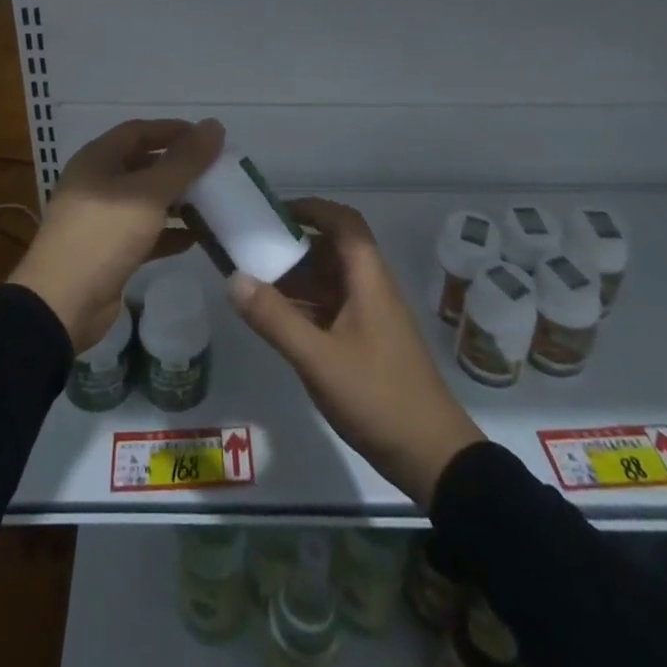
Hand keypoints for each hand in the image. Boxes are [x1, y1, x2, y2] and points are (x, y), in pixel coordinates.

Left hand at [9, 118, 223, 352]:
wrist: (62, 304)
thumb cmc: (104, 235)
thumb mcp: (149, 193)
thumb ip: (184, 161)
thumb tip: (214, 125)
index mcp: (98, 159)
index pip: (139, 131)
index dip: (174, 130)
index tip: (208, 138)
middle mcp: (96, 182)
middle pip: (143, 164)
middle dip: (178, 167)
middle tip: (215, 172)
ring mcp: (100, 218)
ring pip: (145, 199)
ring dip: (176, 200)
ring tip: (212, 203)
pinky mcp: (107, 251)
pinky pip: (144, 232)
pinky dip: (168, 232)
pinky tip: (196, 238)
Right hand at [228, 198, 483, 507]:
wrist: (433, 458)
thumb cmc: (378, 397)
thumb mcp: (319, 359)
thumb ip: (275, 319)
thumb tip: (233, 278)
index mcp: (368, 279)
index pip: (344, 222)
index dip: (311, 208)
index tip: (273, 212)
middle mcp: (370, 288)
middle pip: (332, 249)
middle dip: (293, 245)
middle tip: (252, 249)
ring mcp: (370, 316)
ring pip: (329, 281)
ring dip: (295, 278)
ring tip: (253, 281)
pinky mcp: (366, 342)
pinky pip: (330, 308)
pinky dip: (303, 306)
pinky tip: (275, 319)